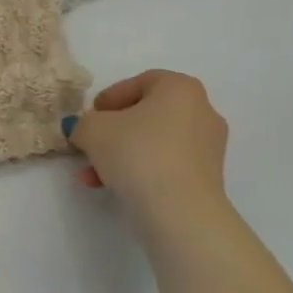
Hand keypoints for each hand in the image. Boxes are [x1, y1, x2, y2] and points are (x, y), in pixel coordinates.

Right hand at [67, 70, 229, 218]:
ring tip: (94, 175)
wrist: (179, 209)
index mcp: (180, 88)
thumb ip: (83, 123)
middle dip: (114, 131)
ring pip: (154, 142)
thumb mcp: (92, 130)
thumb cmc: (137, 153)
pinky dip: (142, 170)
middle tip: (91, 145)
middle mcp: (202, 110)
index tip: (90, 117)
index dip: (109, 98)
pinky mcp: (209, 176)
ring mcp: (209, 145)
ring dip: (122, 154)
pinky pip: (167, 164)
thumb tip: (84, 130)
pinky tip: (115, 187)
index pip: (139, 82)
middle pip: (147, 114)